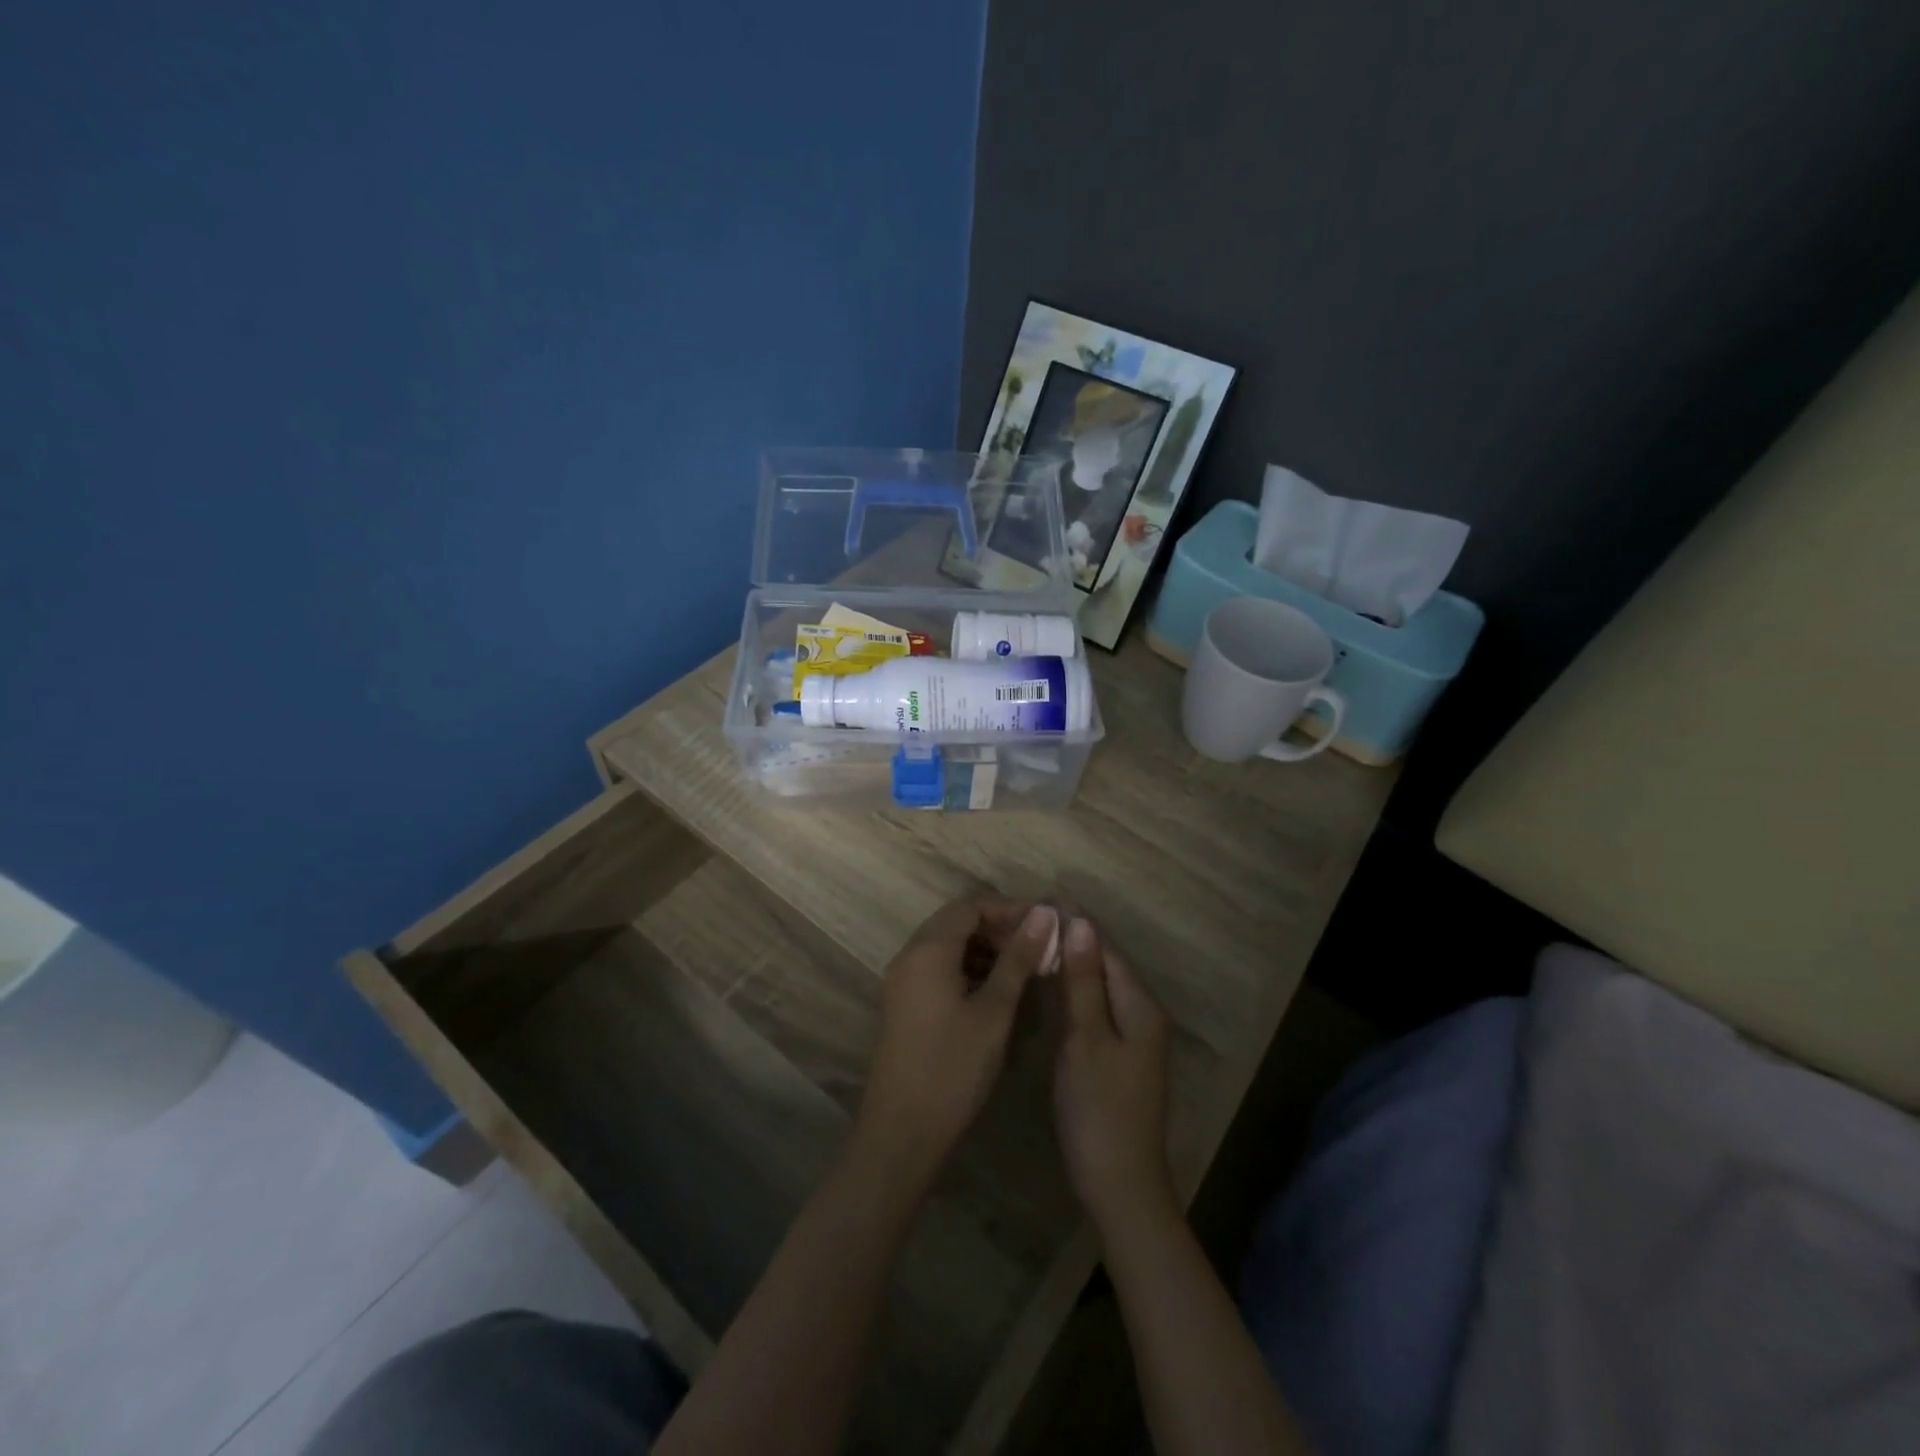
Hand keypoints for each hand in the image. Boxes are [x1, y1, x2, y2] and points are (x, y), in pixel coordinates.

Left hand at [854, 899, 1056, 1192]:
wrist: (903, 1132)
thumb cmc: (954, 1068)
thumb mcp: (995, 1010)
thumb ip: (1018, 958)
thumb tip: (1043, 913)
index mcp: (928, 949)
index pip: (971, 905)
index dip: (1010, 908)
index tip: (1047, 923)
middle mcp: (910, 955)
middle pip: (957, 921)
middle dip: (1000, 927)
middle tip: (1040, 946)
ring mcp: (904, 980)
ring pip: (949, 945)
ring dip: (986, 949)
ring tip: (1026, 968)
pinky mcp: (906, 1003)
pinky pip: (940, 968)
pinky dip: (970, 968)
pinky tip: (998, 991)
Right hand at [1053, 916, 1174, 1229]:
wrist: (1119, 1184)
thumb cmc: (1099, 1109)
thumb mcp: (1086, 1039)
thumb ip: (1082, 981)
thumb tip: (1081, 922)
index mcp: (1139, 1005)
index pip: (1106, 947)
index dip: (1075, 922)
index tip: (1039, 899)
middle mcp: (1140, 1013)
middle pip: (1104, 963)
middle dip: (1070, 938)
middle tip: (1026, 919)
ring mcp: (1130, 1036)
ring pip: (1097, 985)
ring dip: (1069, 962)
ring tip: (1031, 941)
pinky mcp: (1115, 1054)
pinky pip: (1093, 1007)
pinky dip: (1070, 990)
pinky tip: (1046, 984)